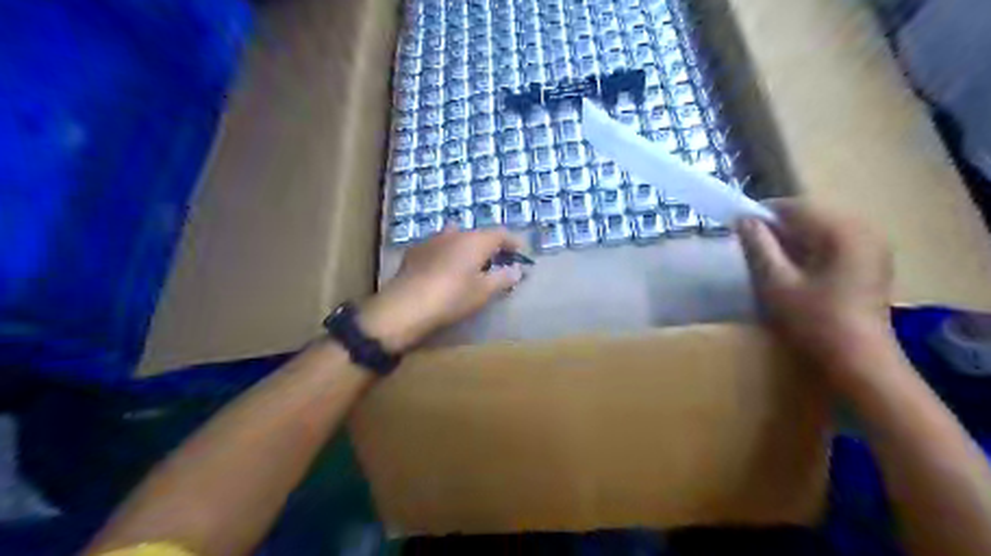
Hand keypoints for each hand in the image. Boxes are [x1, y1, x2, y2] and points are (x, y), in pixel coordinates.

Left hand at [357, 226, 524, 351]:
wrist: (407, 305)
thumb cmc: (452, 297)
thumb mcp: (484, 291)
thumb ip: (503, 278)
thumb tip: (518, 270)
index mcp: (476, 241)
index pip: (500, 234)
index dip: (513, 242)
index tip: (521, 253)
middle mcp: (455, 234)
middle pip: (478, 235)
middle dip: (490, 246)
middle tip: (497, 261)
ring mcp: (432, 240)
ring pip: (456, 237)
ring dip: (466, 247)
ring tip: (470, 263)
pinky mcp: (415, 251)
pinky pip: (438, 247)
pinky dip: (447, 253)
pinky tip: (444, 268)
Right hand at [739, 201, 895, 361]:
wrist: (859, 362)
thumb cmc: (814, 322)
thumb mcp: (776, 282)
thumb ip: (759, 246)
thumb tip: (743, 219)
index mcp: (842, 230)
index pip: (794, 206)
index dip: (761, 214)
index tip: (737, 229)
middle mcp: (863, 229)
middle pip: (809, 216)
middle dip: (777, 228)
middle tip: (751, 249)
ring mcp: (872, 247)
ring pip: (820, 230)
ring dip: (792, 240)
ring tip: (770, 262)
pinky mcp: (872, 263)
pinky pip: (833, 244)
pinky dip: (810, 251)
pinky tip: (796, 272)